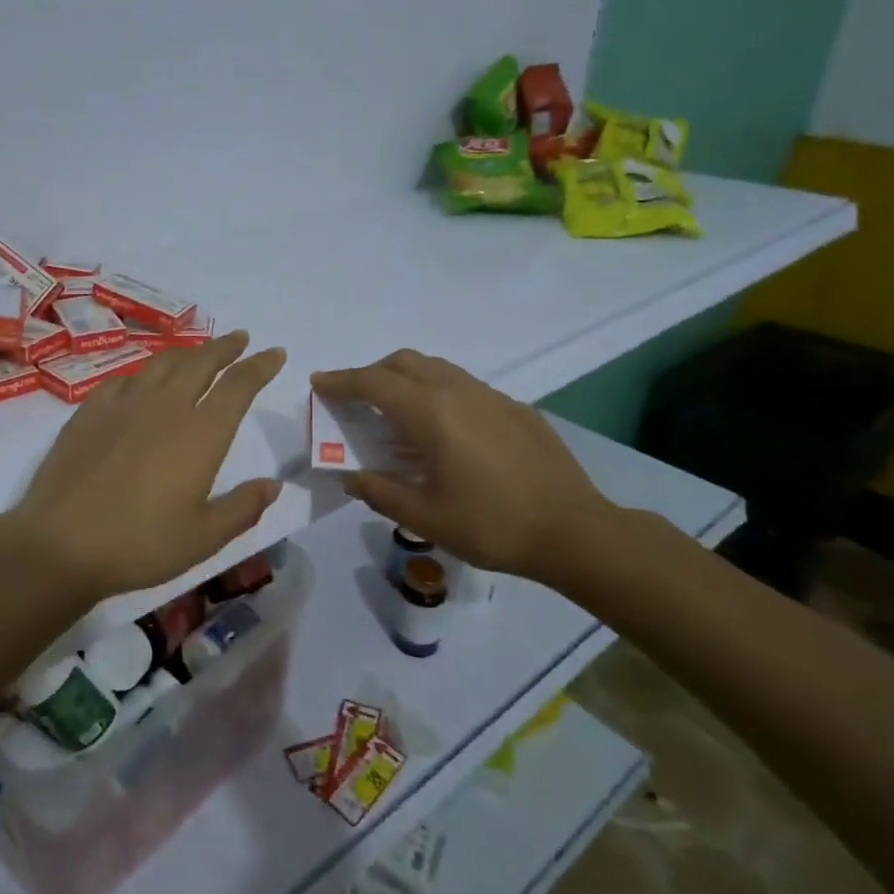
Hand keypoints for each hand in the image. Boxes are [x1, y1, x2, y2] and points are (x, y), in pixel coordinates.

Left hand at [3, 331, 286, 599]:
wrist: (61, 542)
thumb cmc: (141, 544)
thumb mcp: (204, 537)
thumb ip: (243, 507)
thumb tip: (273, 484)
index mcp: (201, 433)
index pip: (239, 386)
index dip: (260, 366)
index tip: (274, 352)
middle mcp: (166, 406)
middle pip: (202, 362)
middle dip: (225, 348)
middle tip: (240, 338)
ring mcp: (125, 403)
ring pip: (163, 363)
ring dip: (187, 353)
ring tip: (198, 352)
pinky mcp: (90, 410)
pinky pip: (125, 379)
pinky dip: (144, 373)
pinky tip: (142, 381)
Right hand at [311, 350, 612, 582]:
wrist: (574, 531)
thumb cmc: (491, 525)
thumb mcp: (424, 517)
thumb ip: (380, 491)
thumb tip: (351, 476)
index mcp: (431, 414)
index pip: (374, 383)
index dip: (341, 381)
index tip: (319, 383)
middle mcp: (458, 392)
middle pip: (404, 363)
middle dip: (372, 373)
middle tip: (356, 399)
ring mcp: (491, 396)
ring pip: (436, 369)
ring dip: (406, 379)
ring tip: (396, 413)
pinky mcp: (515, 408)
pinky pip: (464, 386)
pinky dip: (438, 392)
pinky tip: (445, 430)